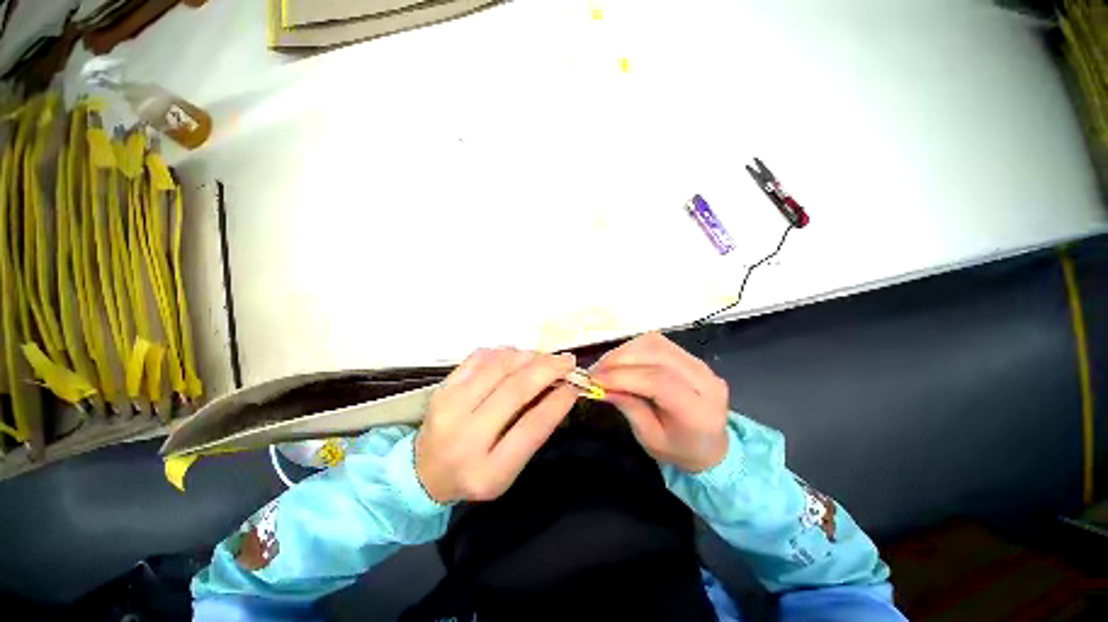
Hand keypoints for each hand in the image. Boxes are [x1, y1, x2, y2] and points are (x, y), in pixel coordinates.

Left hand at [415, 348, 578, 503]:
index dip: (558, 402)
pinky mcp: (442, 388)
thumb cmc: (475, 473)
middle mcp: (465, 437)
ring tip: (544, 358)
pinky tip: (517, 356)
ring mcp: (449, 408)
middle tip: (567, 361)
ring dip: (529, 356)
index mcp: (488, 471)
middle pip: (515, 389)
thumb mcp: (508, 470)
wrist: (423, 473)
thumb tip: (559, 389)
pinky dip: (504, 352)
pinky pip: (479, 357)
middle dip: (548, 369)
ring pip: (499, 367)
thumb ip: (533, 432)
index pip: (532, 427)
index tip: (575, 385)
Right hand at [591, 332, 729, 472]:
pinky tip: (620, 361)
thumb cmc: (679, 449)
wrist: (711, 445)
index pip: (659, 382)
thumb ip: (628, 407)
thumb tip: (601, 385)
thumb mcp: (650, 439)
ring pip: (655, 343)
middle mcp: (704, 380)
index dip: (623, 377)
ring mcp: (700, 363)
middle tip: (594, 371)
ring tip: (604, 367)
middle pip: (657, 354)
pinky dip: (633, 348)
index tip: (595, 380)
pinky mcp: (690, 356)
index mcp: (698, 411)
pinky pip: (657, 343)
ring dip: (624, 351)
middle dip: (619, 359)